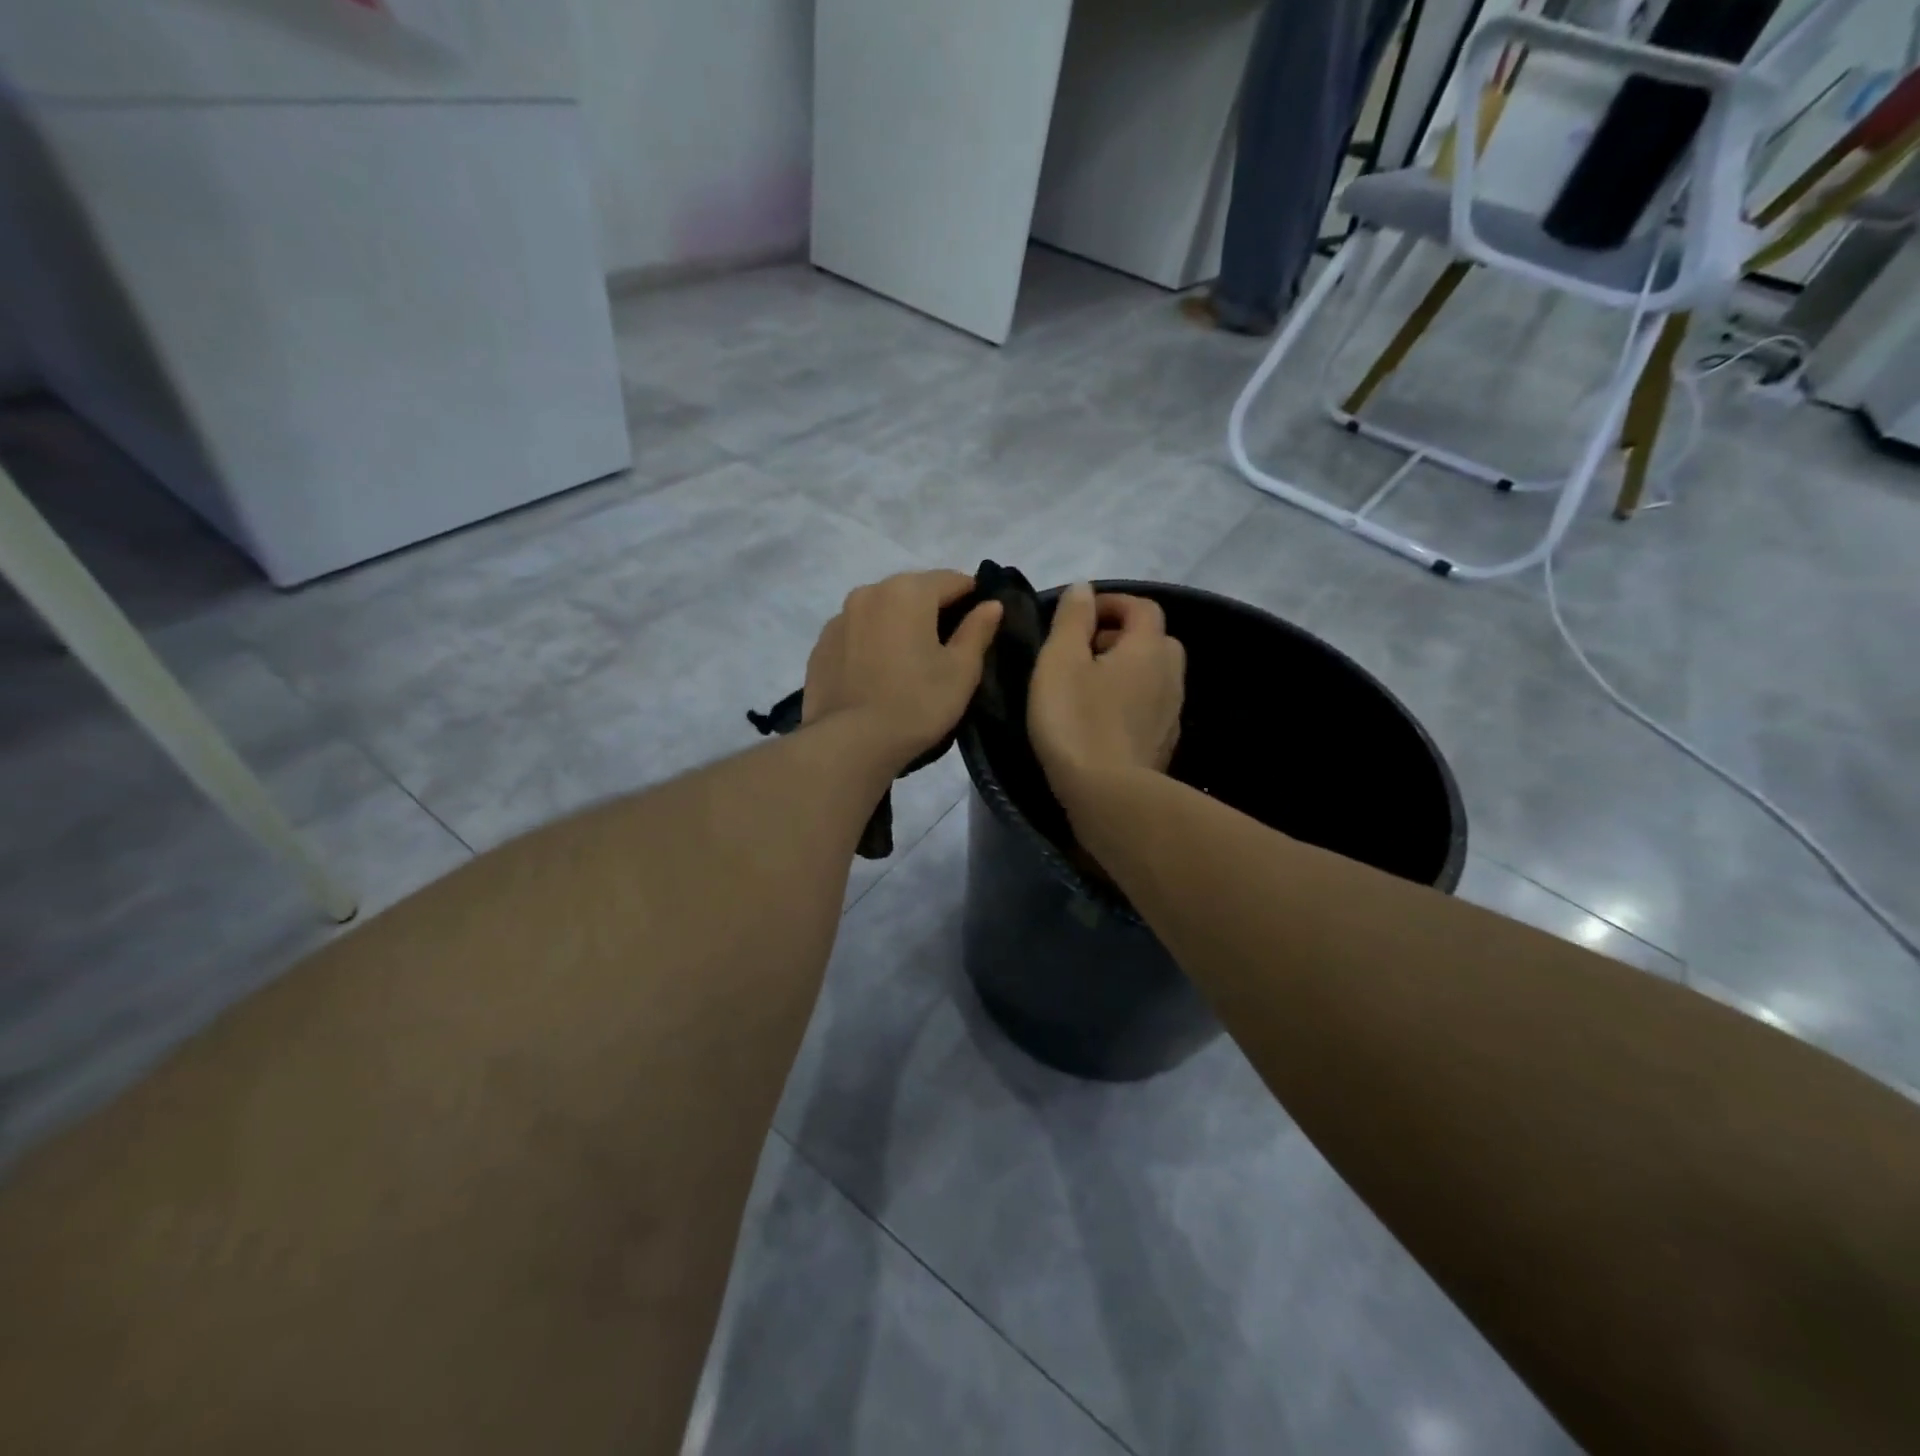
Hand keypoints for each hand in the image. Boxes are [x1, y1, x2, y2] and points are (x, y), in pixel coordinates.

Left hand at [803, 570, 1003, 770]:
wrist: (849, 744)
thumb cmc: (916, 704)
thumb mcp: (961, 671)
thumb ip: (978, 630)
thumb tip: (991, 605)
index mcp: (908, 591)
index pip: (952, 579)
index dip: (973, 597)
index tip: (981, 623)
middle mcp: (869, 592)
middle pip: (913, 590)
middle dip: (934, 609)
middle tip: (948, 646)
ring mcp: (839, 618)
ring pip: (882, 610)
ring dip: (900, 624)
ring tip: (910, 661)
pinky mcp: (821, 645)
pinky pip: (858, 632)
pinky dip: (873, 642)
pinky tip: (879, 673)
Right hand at [1029, 582, 1184, 810]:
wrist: (1107, 795)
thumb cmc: (1076, 720)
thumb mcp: (1060, 661)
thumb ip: (1072, 619)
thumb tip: (1084, 588)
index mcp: (1148, 648)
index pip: (1142, 607)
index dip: (1112, 603)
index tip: (1077, 616)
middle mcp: (1170, 675)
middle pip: (1154, 640)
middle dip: (1121, 636)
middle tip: (1082, 651)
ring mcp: (1172, 713)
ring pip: (1154, 675)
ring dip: (1126, 670)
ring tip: (1087, 686)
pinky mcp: (1164, 744)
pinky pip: (1150, 707)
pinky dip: (1130, 700)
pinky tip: (1102, 720)